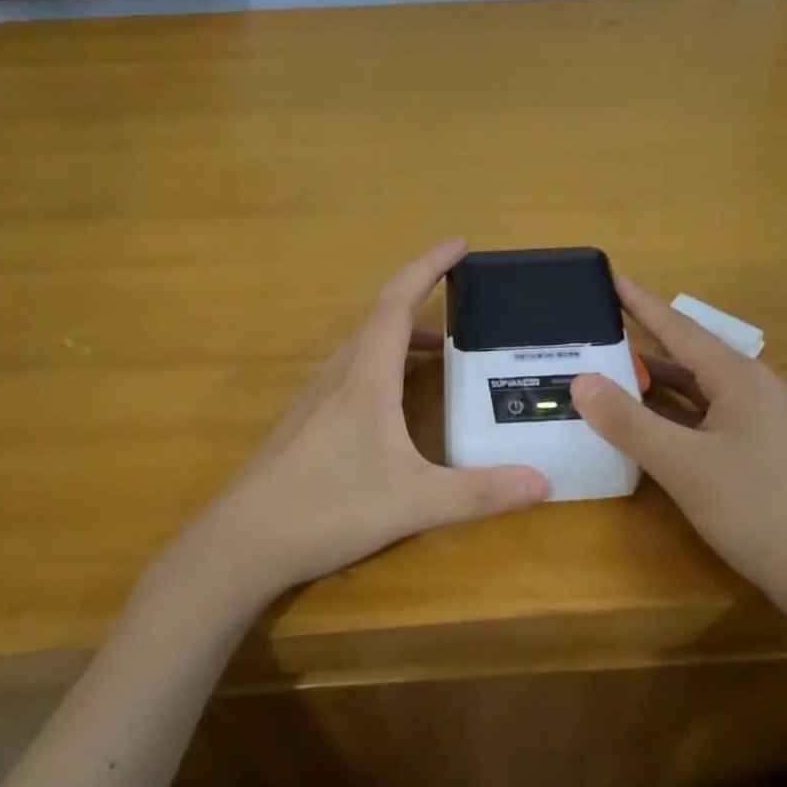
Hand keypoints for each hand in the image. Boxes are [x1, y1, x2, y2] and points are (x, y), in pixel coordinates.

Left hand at [177, 239, 549, 604]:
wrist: (242, 544)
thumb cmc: (328, 508)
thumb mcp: (414, 503)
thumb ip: (479, 493)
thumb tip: (544, 483)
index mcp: (365, 377)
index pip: (398, 303)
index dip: (429, 266)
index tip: (459, 243)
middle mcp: (339, 376)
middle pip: (381, 318)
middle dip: (422, 298)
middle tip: (463, 299)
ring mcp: (317, 399)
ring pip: (365, 348)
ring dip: (404, 337)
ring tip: (443, 350)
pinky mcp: (307, 423)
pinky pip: (353, 373)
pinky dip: (385, 366)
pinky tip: (397, 401)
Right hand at [569, 278, 786, 606]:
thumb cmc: (756, 509)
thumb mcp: (683, 465)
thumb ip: (629, 422)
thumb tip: (580, 381)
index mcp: (739, 378)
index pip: (680, 328)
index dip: (641, 303)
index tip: (610, 278)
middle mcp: (751, 389)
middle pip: (687, 356)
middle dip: (641, 344)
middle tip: (594, 333)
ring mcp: (757, 422)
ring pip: (696, 390)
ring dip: (654, 384)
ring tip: (607, 374)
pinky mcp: (756, 451)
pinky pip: (703, 417)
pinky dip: (670, 414)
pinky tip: (644, 423)